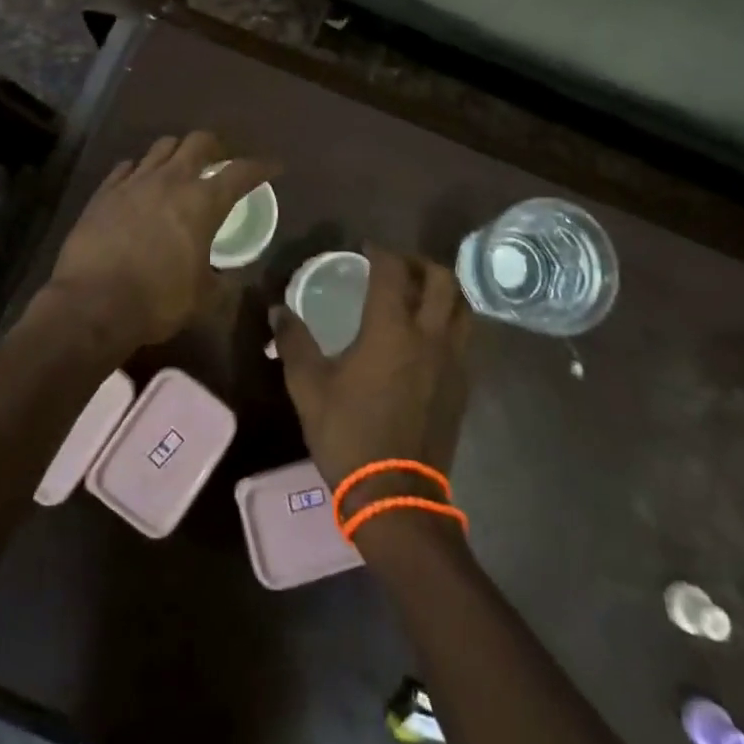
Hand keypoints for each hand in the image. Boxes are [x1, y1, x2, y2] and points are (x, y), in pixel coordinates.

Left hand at [47, 131, 276, 350]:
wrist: (92, 303)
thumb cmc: (158, 301)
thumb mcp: (203, 297)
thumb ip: (221, 280)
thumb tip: (230, 276)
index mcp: (203, 202)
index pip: (242, 172)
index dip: (262, 166)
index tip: (275, 167)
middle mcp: (171, 180)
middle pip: (199, 142)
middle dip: (216, 147)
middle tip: (221, 161)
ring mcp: (134, 181)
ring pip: (162, 147)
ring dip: (177, 152)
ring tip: (180, 168)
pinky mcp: (104, 191)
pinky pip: (126, 167)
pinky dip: (139, 170)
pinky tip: (139, 182)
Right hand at [272, 246, 471, 493]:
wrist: (397, 495)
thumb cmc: (349, 434)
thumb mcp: (309, 387)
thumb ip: (294, 342)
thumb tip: (277, 311)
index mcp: (391, 329)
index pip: (393, 271)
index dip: (381, 251)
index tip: (367, 247)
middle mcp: (429, 336)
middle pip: (442, 280)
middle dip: (420, 263)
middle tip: (399, 266)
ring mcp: (453, 361)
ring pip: (463, 307)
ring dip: (444, 291)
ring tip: (420, 294)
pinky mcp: (463, 385)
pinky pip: (466, 337)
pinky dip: (451, 322)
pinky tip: (430, 336)